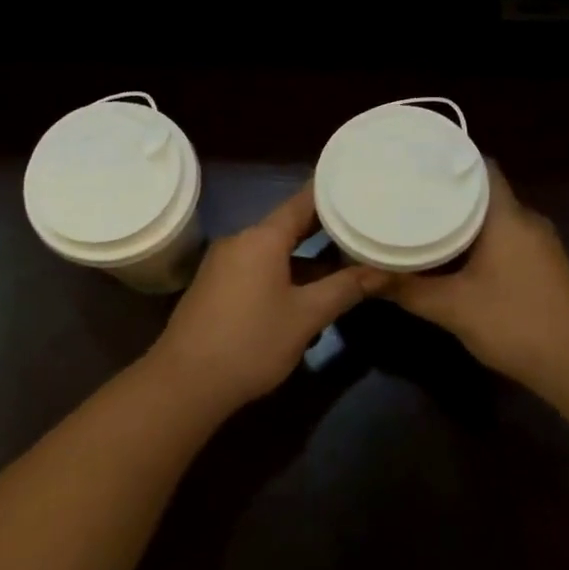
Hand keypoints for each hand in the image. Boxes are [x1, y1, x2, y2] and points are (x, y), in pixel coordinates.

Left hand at [146, 182, 385, 415]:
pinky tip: (307, 295)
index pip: (302, 202)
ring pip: (274, 252)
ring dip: (306, 259)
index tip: (358, 185)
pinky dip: (285, 274)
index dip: (331, 193)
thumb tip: (383, 271)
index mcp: (262, 238)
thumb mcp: (306, 316)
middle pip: (288, 226)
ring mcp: (224, 265)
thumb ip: (345, 289)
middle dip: (325, 229)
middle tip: (361, 226)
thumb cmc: (251, 342)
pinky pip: (258, 270)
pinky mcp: (216, 288)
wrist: (185, 383)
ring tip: (344, 263)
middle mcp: (240, 242)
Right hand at [380, 166, 568, 386]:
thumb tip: (362, 276)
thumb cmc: (514, 322)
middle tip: (406, 192)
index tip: (415, 163)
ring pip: (494, 218)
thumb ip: (406, 288)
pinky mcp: (542, 265)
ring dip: (462, 219)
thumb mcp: (452, 307)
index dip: (449, 161)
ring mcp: (539, 244)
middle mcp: (526, 220)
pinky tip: (451, 255)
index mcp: (507, 216)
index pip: (481, 167)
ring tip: (420, 218)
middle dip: (447, 192)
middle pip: (484, 192)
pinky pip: (504, 238)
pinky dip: (477, 240)